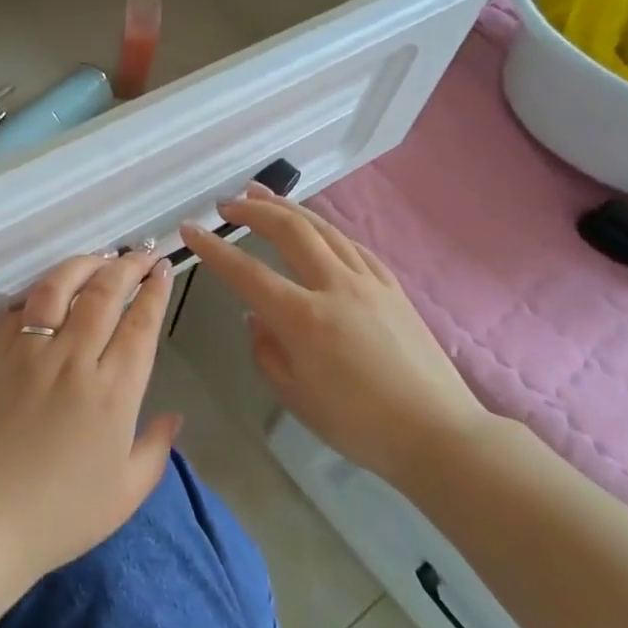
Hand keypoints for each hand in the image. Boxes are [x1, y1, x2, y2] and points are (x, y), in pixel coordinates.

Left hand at [0, 250, 180, 582]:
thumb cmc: (62, 515)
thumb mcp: (126, 492)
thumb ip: (156, 448)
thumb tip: (174, 417)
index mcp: (113, 391)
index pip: (140, 323)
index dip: (154, 290)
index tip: (162, 269)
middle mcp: (74, 359)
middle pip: (103, 293)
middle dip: (127, 265)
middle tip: (141, 254)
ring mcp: (29, 353)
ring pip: (58, 287)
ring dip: (83, 264)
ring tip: (100, 256)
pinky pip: (18, 309)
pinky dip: (38, 292)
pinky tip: (50, 289)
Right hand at [181, 187, 490, 482]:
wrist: (436, 432)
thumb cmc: (358, 424)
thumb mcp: (295, 395)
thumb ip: (266, 350)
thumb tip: (257, 317)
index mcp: (303, 318)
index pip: (246, 272)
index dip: (213, 249)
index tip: (190, 230)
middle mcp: (335, 287)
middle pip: (290, 230)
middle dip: (253, 210)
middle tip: (226, 204)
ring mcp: (368, 281)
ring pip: (323, 228)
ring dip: (288, 207)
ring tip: (261, 194)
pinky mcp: (392, 286)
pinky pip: (351, 244)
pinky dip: (324, 228)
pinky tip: (315, 227)